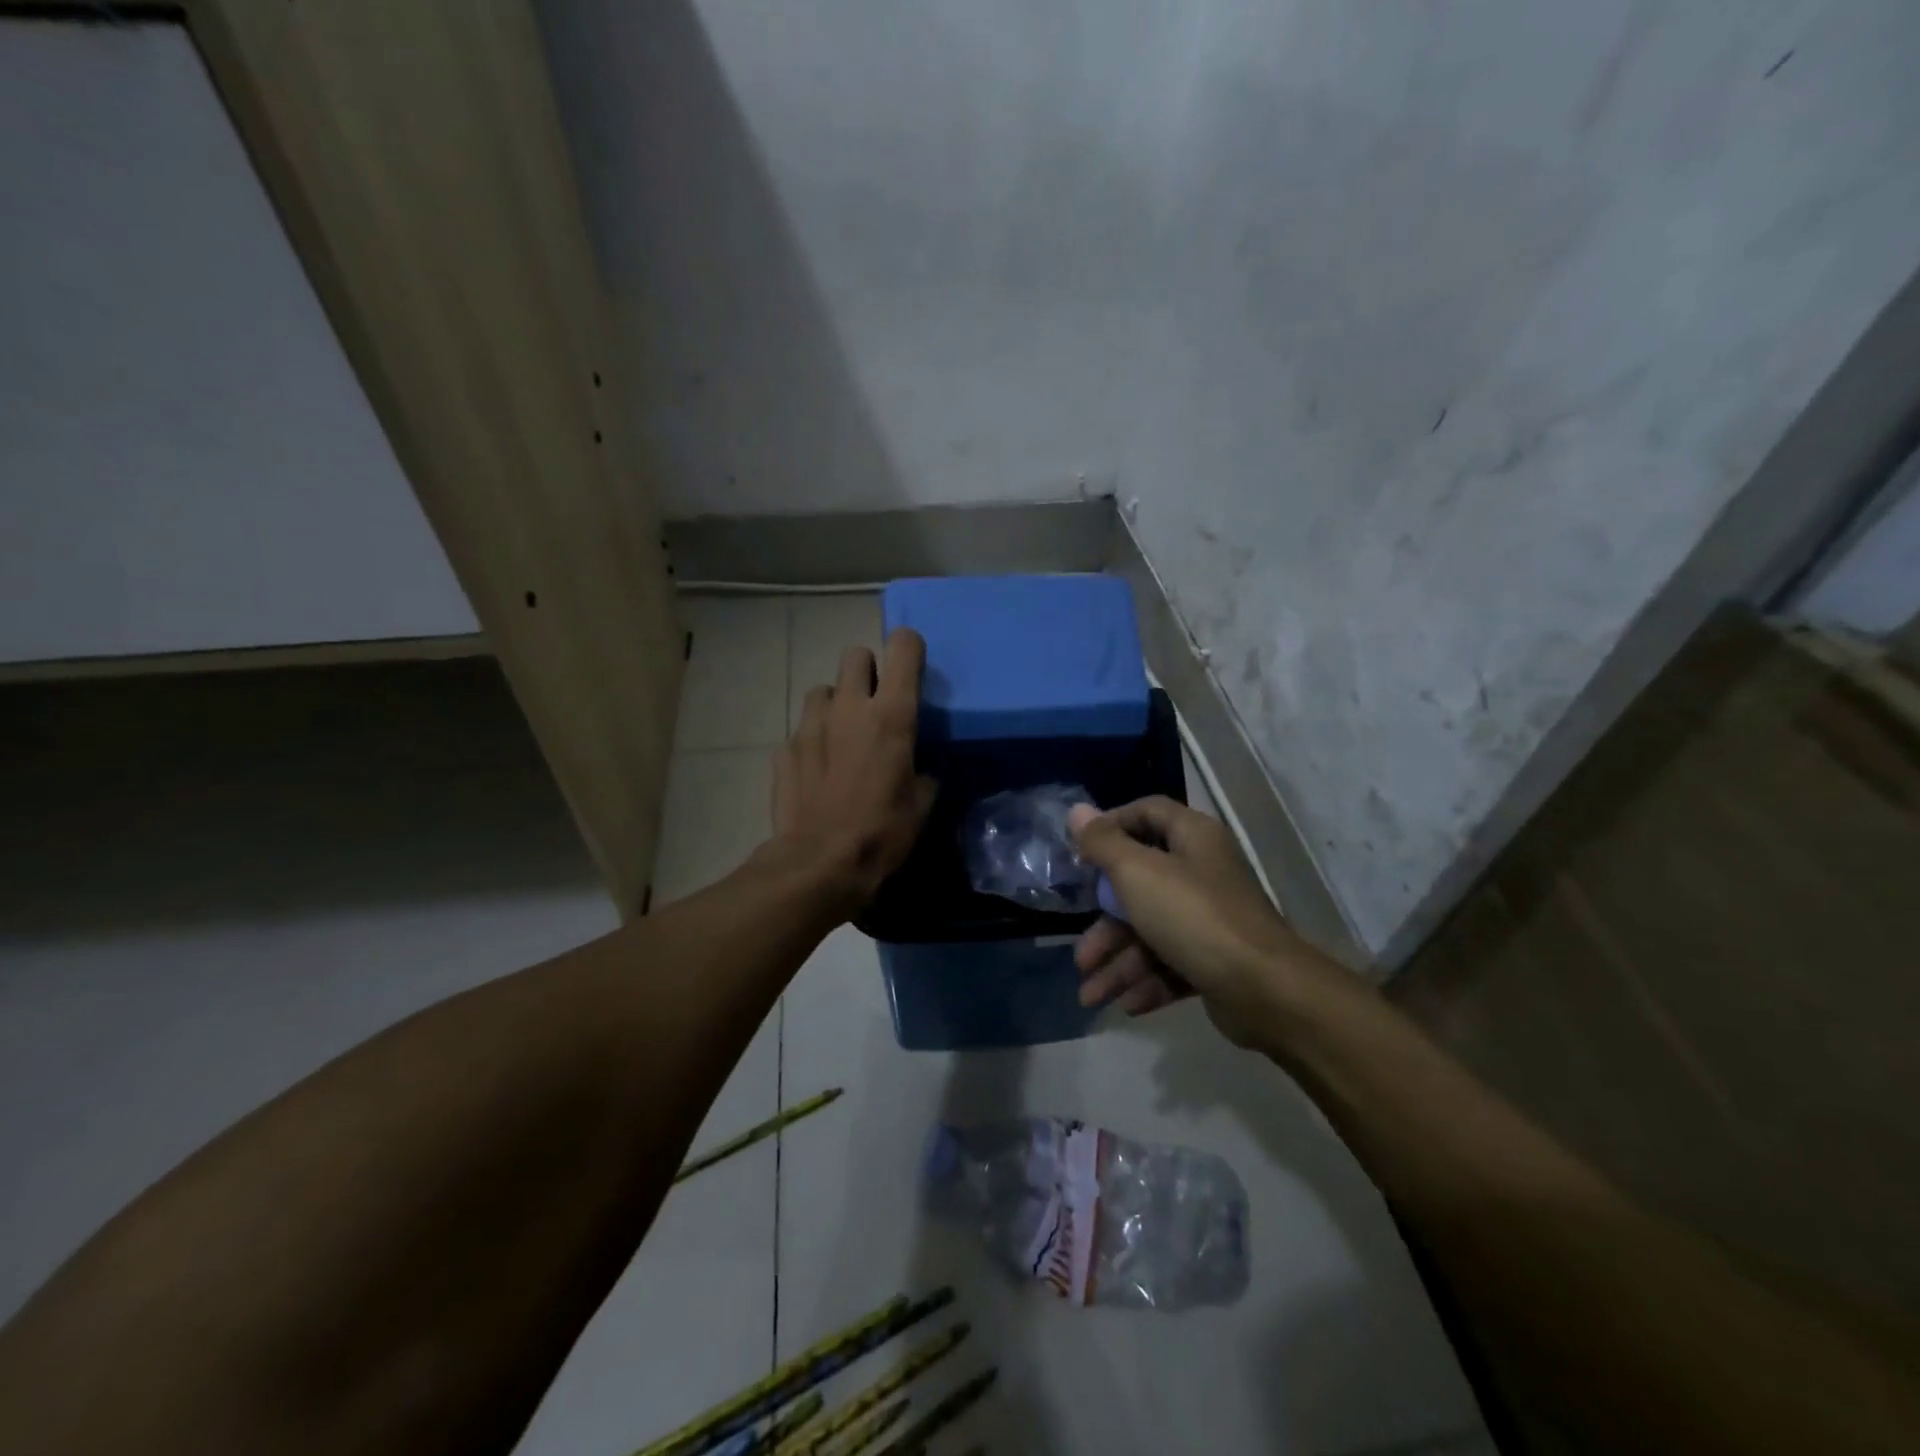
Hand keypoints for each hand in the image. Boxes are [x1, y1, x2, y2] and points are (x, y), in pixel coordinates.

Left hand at [770, 628, 937, 913]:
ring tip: (843, 734)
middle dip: (868, 670)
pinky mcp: (784, 749)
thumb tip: (920, 771)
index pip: (902, 647)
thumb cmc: (882, 832)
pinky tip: (819, 769)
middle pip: (855, 654)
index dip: (909, 648)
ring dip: (836, 703)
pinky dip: (813, 741)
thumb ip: (923, 773)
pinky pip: (802, 730)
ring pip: (823, 689)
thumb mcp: (922, 805)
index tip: (913, 666)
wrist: (819, 863)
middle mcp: (849, 707)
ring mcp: (810, 725)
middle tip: (875, 702)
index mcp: (891, 714)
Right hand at [1068, 797, 1307, 1046]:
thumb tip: (1076, 811)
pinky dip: (1148, 981)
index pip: (1147, 813)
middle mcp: (1202, 872)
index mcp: (1192, 838)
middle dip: (1105, 925)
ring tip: (1091, 996)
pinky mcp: (1217, 960)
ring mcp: (1211, 919)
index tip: (1080, 854)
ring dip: (1119, 964)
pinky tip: (1128, 1003)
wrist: (1266, 990)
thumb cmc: (1194, 917)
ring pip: (1152, 933)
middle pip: (1141, 886)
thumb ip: (1103, 843)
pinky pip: (1173, 964)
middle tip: (1081, 954)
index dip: (1110, 826)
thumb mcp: (1138, 873)